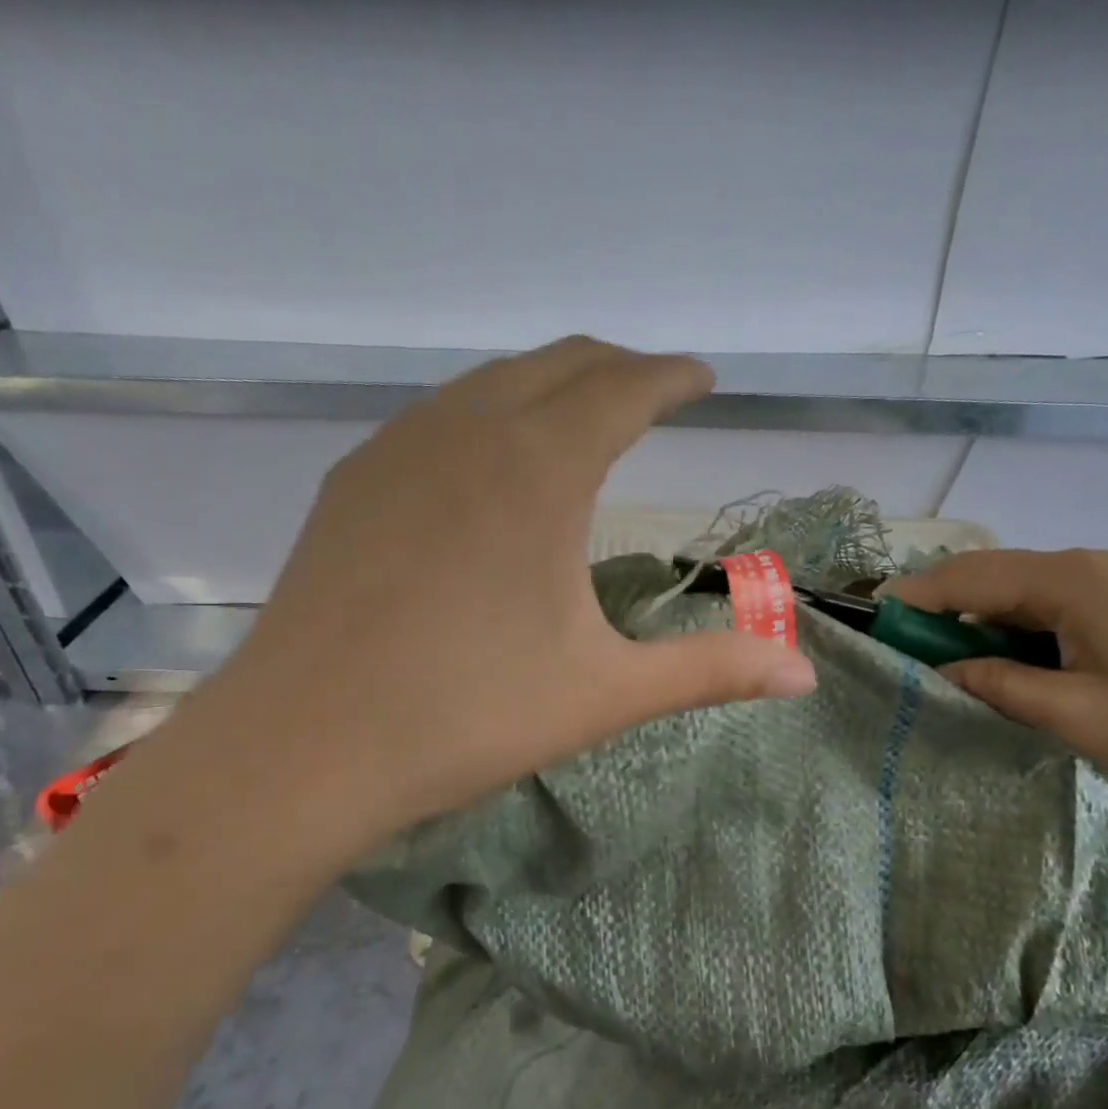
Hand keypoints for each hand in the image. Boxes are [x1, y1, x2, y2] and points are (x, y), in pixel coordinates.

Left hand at [196, 337, 815, 854]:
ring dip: (549, 383)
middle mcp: (468, 432)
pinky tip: (488, 459)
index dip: (672, 376)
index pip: (624, 386)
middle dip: (618, 367)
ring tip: (581, 415)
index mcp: (539, 468)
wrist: (305, 745)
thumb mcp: (605, 693)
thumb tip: (802, 672)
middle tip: (654, 391)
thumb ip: (710, 671)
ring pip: (492, 380)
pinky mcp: (354, 480)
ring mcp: (399, 448)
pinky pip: (438, 415)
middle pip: (560, 362)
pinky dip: (487, 412)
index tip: (702, 379)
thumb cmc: (467, 715)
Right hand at [883, 548, 1107, 803]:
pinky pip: (1050, 600)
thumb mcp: (1078, 717)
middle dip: (939, 604)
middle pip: (989, 573)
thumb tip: (942, 669)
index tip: (870, 619)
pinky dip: (1015, 622)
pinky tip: (1012, 656)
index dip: (913, 597)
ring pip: (1019, 587)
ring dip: (978, 615)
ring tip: (949, 656)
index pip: (966, 578)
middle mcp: (1086, 565)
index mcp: (1069, 583)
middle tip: (903, 645)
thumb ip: (999, 685)